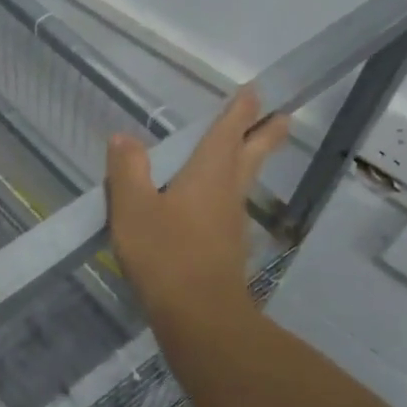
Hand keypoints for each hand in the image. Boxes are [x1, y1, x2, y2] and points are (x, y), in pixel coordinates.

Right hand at [106, 86, 288, 328]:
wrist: (199, 315)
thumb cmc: (165, 254)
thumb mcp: (132, 208)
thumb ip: (127, 170)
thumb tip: (124, 137)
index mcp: (208, 173)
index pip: (228, 132)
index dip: (241, 110)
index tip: (255, 91)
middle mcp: (227, 191)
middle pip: (251, 154)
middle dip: (265, 133)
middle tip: (283, 116)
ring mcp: (231, 222)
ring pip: (244, 181)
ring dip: (250, 161)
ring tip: (248, 151)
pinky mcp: (227, 247)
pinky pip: (229, 207)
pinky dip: (228, 193)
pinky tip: (214, 203)